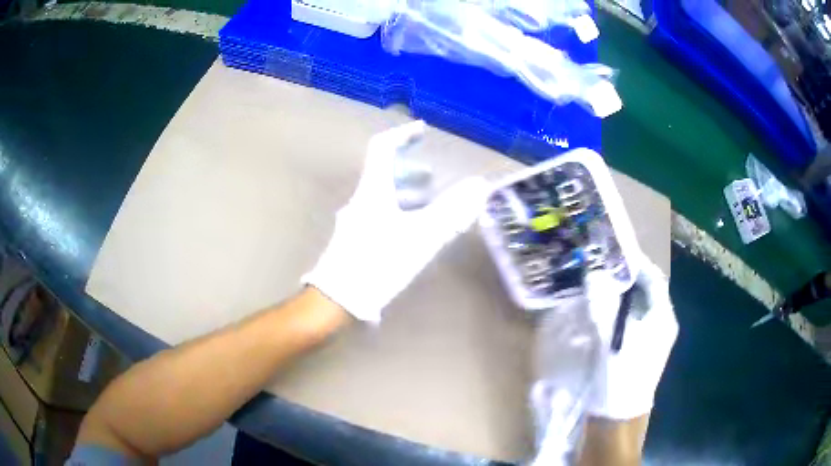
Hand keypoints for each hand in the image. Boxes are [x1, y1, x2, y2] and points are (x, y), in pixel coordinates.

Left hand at [302, 121, 488, 322]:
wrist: (338, 299)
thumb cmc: (379, 263)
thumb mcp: (421, 236)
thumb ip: (451, 210)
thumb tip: (478, 185)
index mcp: (373, 191)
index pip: (383, 148)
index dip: (403, 135)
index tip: (422, 131)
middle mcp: (360, 201)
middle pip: (383, 174)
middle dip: (410, 171)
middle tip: (431, 178)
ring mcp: (354, 221)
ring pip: (382, 197)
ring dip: (405, 194)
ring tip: (427, 204)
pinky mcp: (354, 240)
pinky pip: (379, 215)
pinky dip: (398, 212)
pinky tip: (411, 232)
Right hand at [584, 258, 678, 419]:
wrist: (618, 418)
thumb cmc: (618, 377)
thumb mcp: (609, 339)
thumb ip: (602, 304)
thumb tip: (593, 274)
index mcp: (663, 318)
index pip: (654, 278)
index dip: (637, 262)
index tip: (615, 251)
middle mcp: (664, 324)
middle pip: (648, 290)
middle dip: (628, 276)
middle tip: (604, 265)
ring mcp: (656, 338)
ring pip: (641, 304)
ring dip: (625, 292)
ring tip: (602, 282)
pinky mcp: (645, 349)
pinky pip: (636, 318)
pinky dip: (623, 308)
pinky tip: (606, 309)